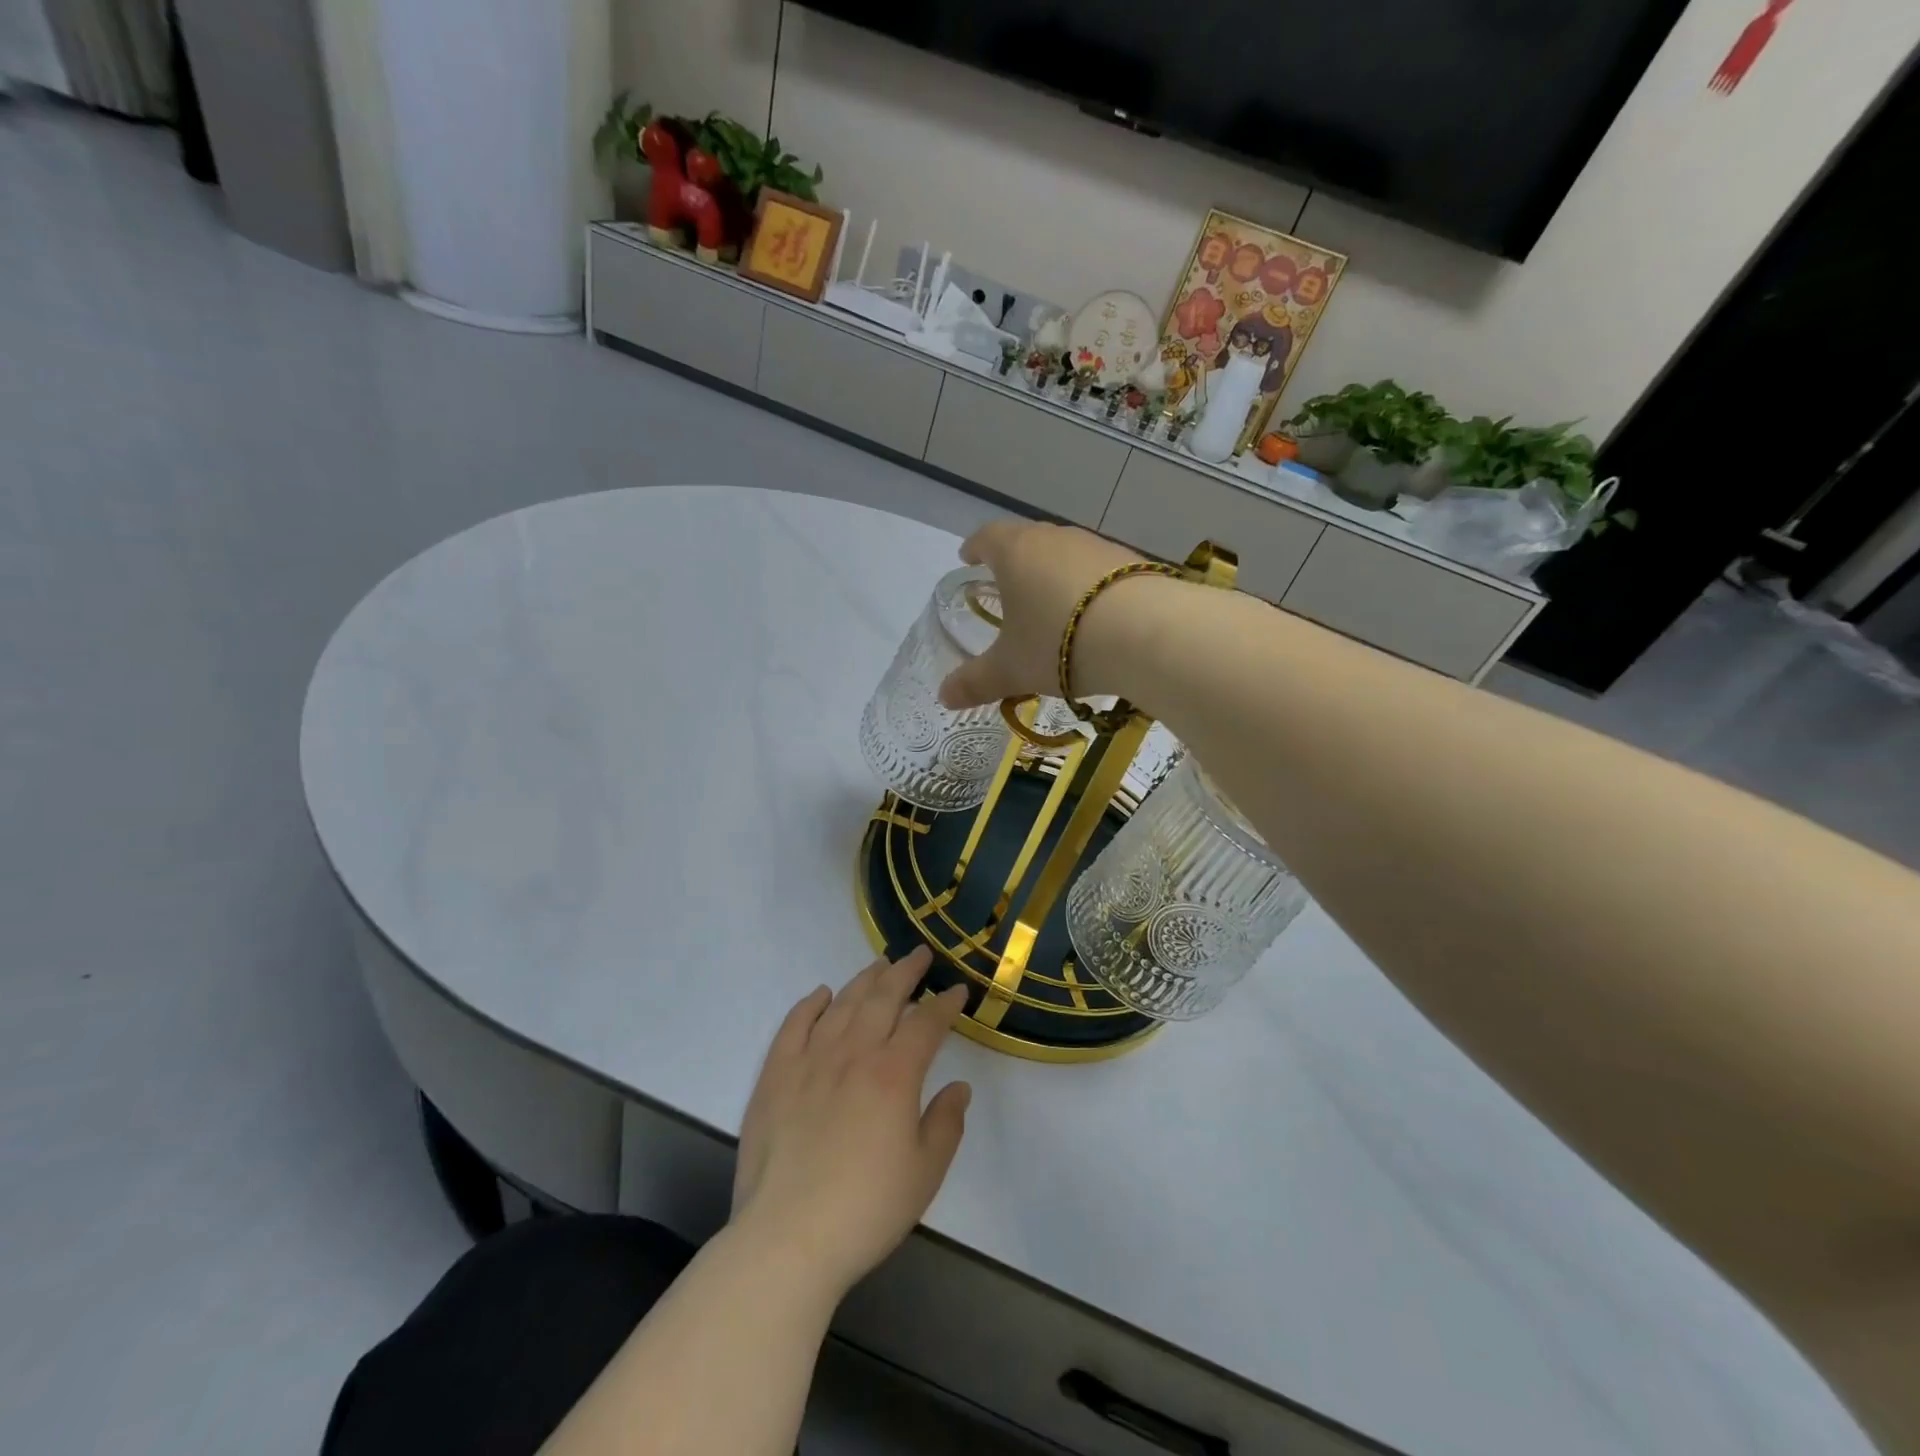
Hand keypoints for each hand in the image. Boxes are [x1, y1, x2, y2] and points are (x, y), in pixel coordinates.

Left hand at [730, 947, 970, 1299]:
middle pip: (884, 998)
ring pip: (843, 1003)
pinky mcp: (775, 1074)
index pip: (926, 1023)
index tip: (957, 990)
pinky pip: (794, 1024)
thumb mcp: (925, 1173)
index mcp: (894, 1074)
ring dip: (865, 980)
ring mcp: (810, 1059)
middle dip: (906, 972)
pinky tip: (822, 994)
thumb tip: (958, 1087)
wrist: (787, 1238)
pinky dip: (810, 1004)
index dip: (945, 1004)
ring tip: (880, 965)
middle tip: (920, 955)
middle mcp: (853, 1053)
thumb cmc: (865, 1209)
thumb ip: (946, 1123)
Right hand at [936, 521, 1145, 710]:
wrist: (1146, 633)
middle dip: (1014, 560)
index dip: (974, 548)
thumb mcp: (1011, 670)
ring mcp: (1096, 546)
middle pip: (1027, 539)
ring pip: (1065, 553)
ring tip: (1051, 603)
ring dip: (1053, 572)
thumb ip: (975, 681)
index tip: (968, 558)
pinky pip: (1098, 569)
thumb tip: (943, 696)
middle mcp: (1055, 538)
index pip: (987, 537)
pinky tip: (1093, 614)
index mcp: (1016, 552)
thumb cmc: (1058, 643)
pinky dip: (1087, 586)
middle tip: (1007, 585)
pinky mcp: (1131, 562)